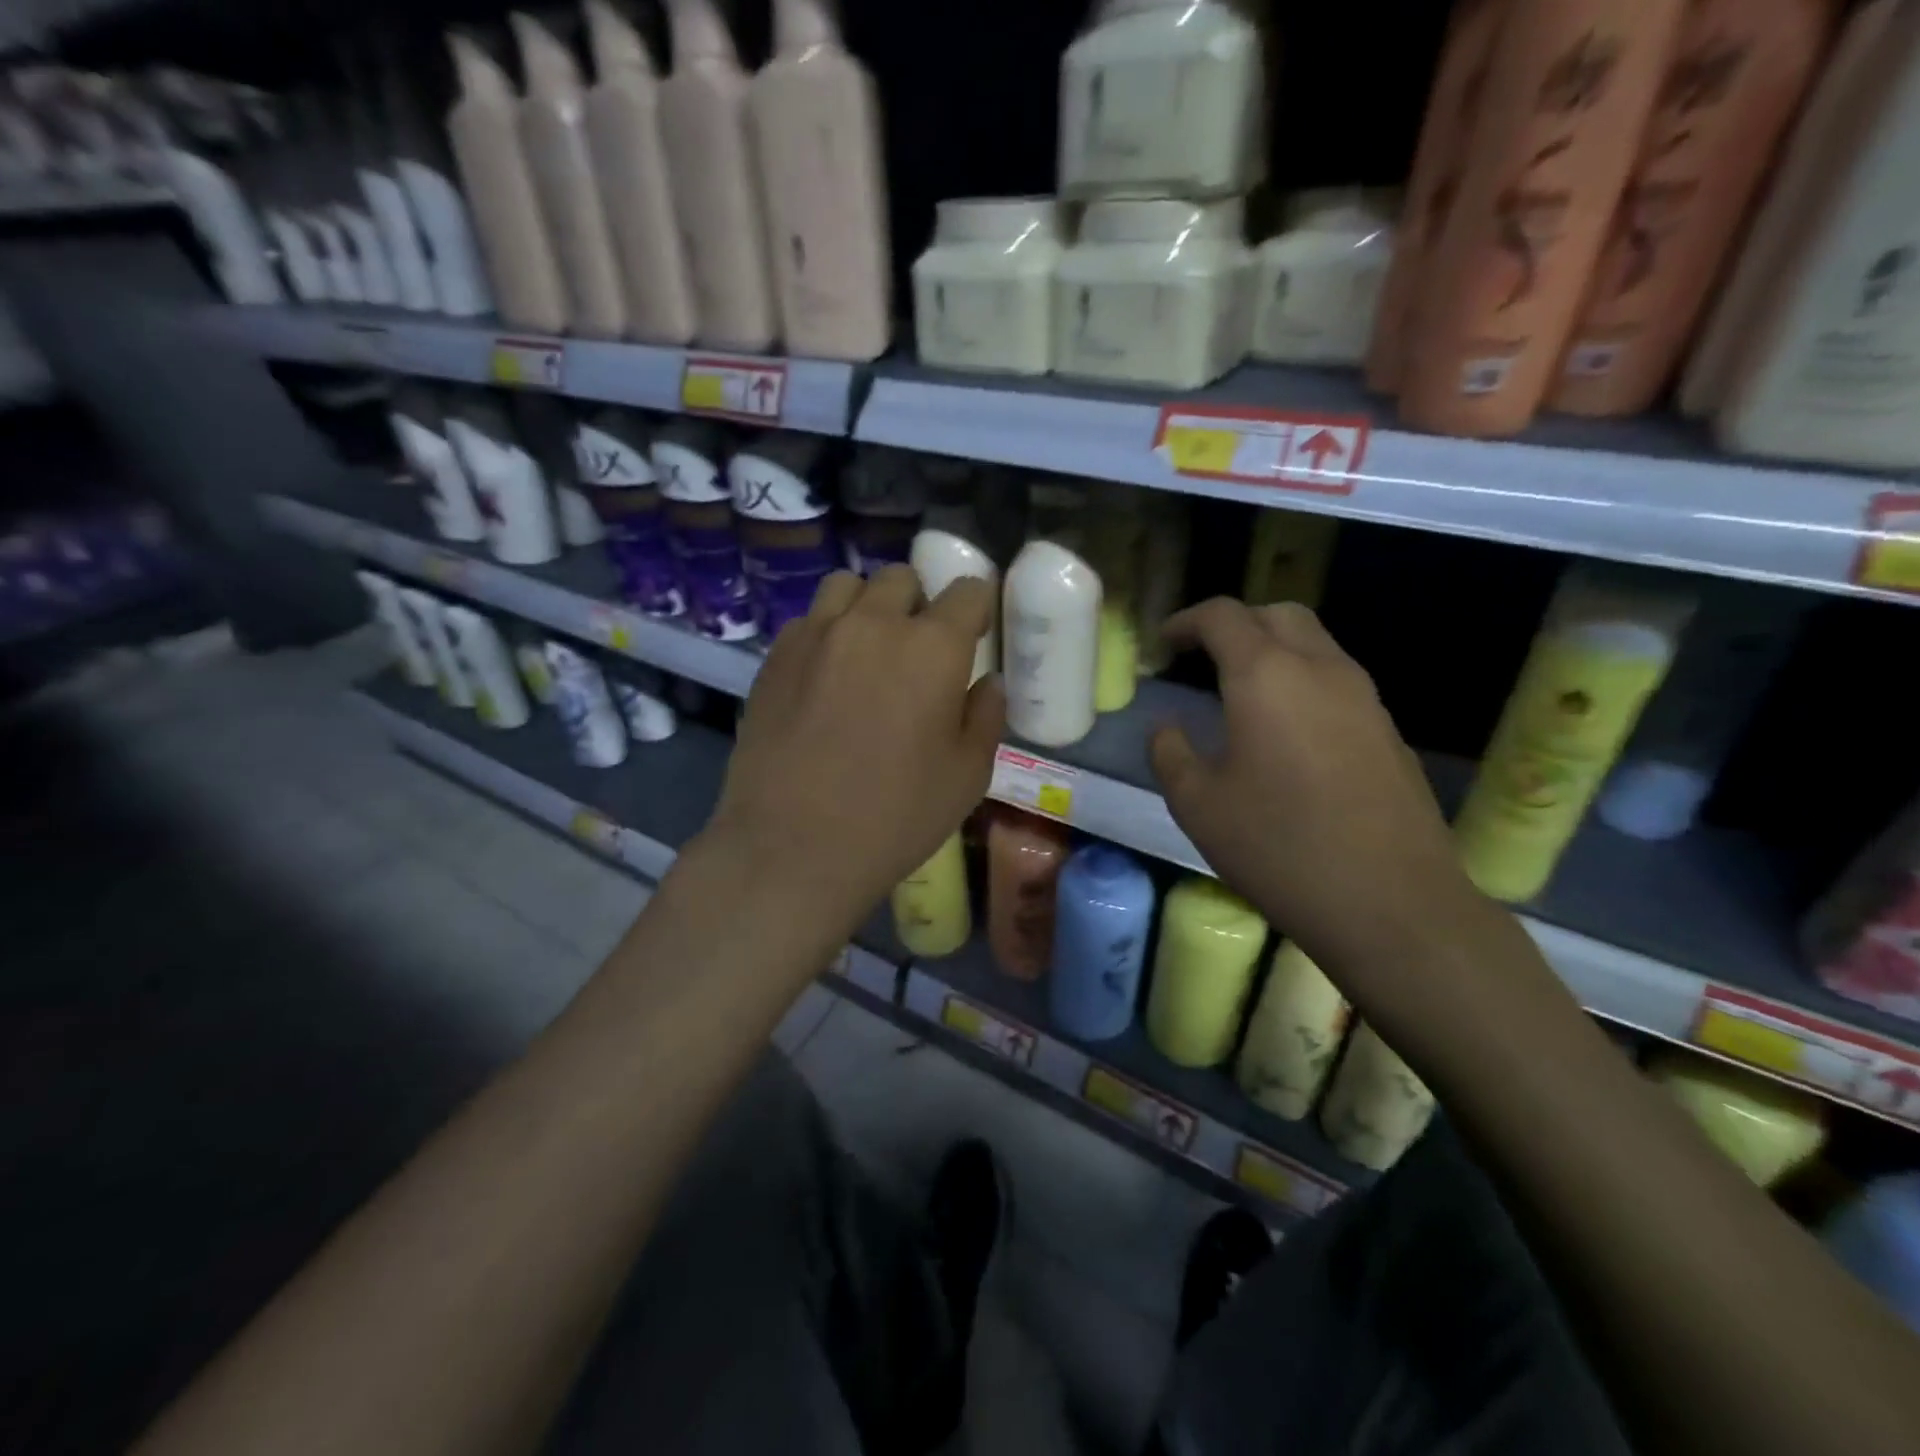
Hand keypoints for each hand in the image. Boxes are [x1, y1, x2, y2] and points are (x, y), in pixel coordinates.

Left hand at [703, 566, 1002, 925]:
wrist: (793, 847)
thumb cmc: (896, 817)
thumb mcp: (967, 776)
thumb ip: (985, 716)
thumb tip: (987, 682)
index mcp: (932, 647)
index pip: (967, 592)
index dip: (976, 608)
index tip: (973, 633)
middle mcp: (873, 623)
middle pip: (902, 579)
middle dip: (919, 603)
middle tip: (917, 649)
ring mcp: (817, 634)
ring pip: (848, 585)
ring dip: (868, 606)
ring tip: (867, 649)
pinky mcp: (775, 655)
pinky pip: (809, 619)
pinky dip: (827, 631)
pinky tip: (825, 676)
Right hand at [1150, 599, 1479, 975]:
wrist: (1391, 903)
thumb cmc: (1279, 847)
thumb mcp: (1197, 804)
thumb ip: (1171, 753)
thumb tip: (1167, 728)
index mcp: (1266, 676)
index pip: (1223, 616)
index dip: (1186, 621)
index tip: (1163, 644)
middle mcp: (1321, 669)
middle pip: (1277, 614)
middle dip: (1234, 624)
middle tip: (1201, 657)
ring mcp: (1364, 698)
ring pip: (1315, 643)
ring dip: (1272, 650)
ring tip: (1240, 691)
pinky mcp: (1388, 730)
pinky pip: (1337, 681)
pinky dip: (1302, 681)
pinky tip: (1286, 732)